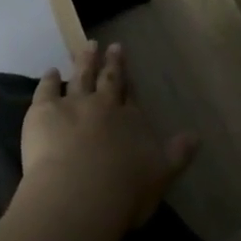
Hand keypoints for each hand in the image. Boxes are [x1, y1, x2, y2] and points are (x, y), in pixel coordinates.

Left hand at [17, 41, 196, 231]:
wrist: (80, 195)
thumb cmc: (124, 191)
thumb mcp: (162, 175)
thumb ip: (178, 154)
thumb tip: (196, 136)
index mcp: (132, 121)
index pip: (131, 96)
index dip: (129, 80)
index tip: (128, 64)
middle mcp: (104, 106)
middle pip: (109, 80)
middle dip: (111, 63)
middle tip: (112, 45)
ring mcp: (73, 105)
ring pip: (80, 77)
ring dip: (84, 61)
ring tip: (87, 46)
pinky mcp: (43, 112)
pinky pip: (46, 90)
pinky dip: (48, 80)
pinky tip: (50, 72)